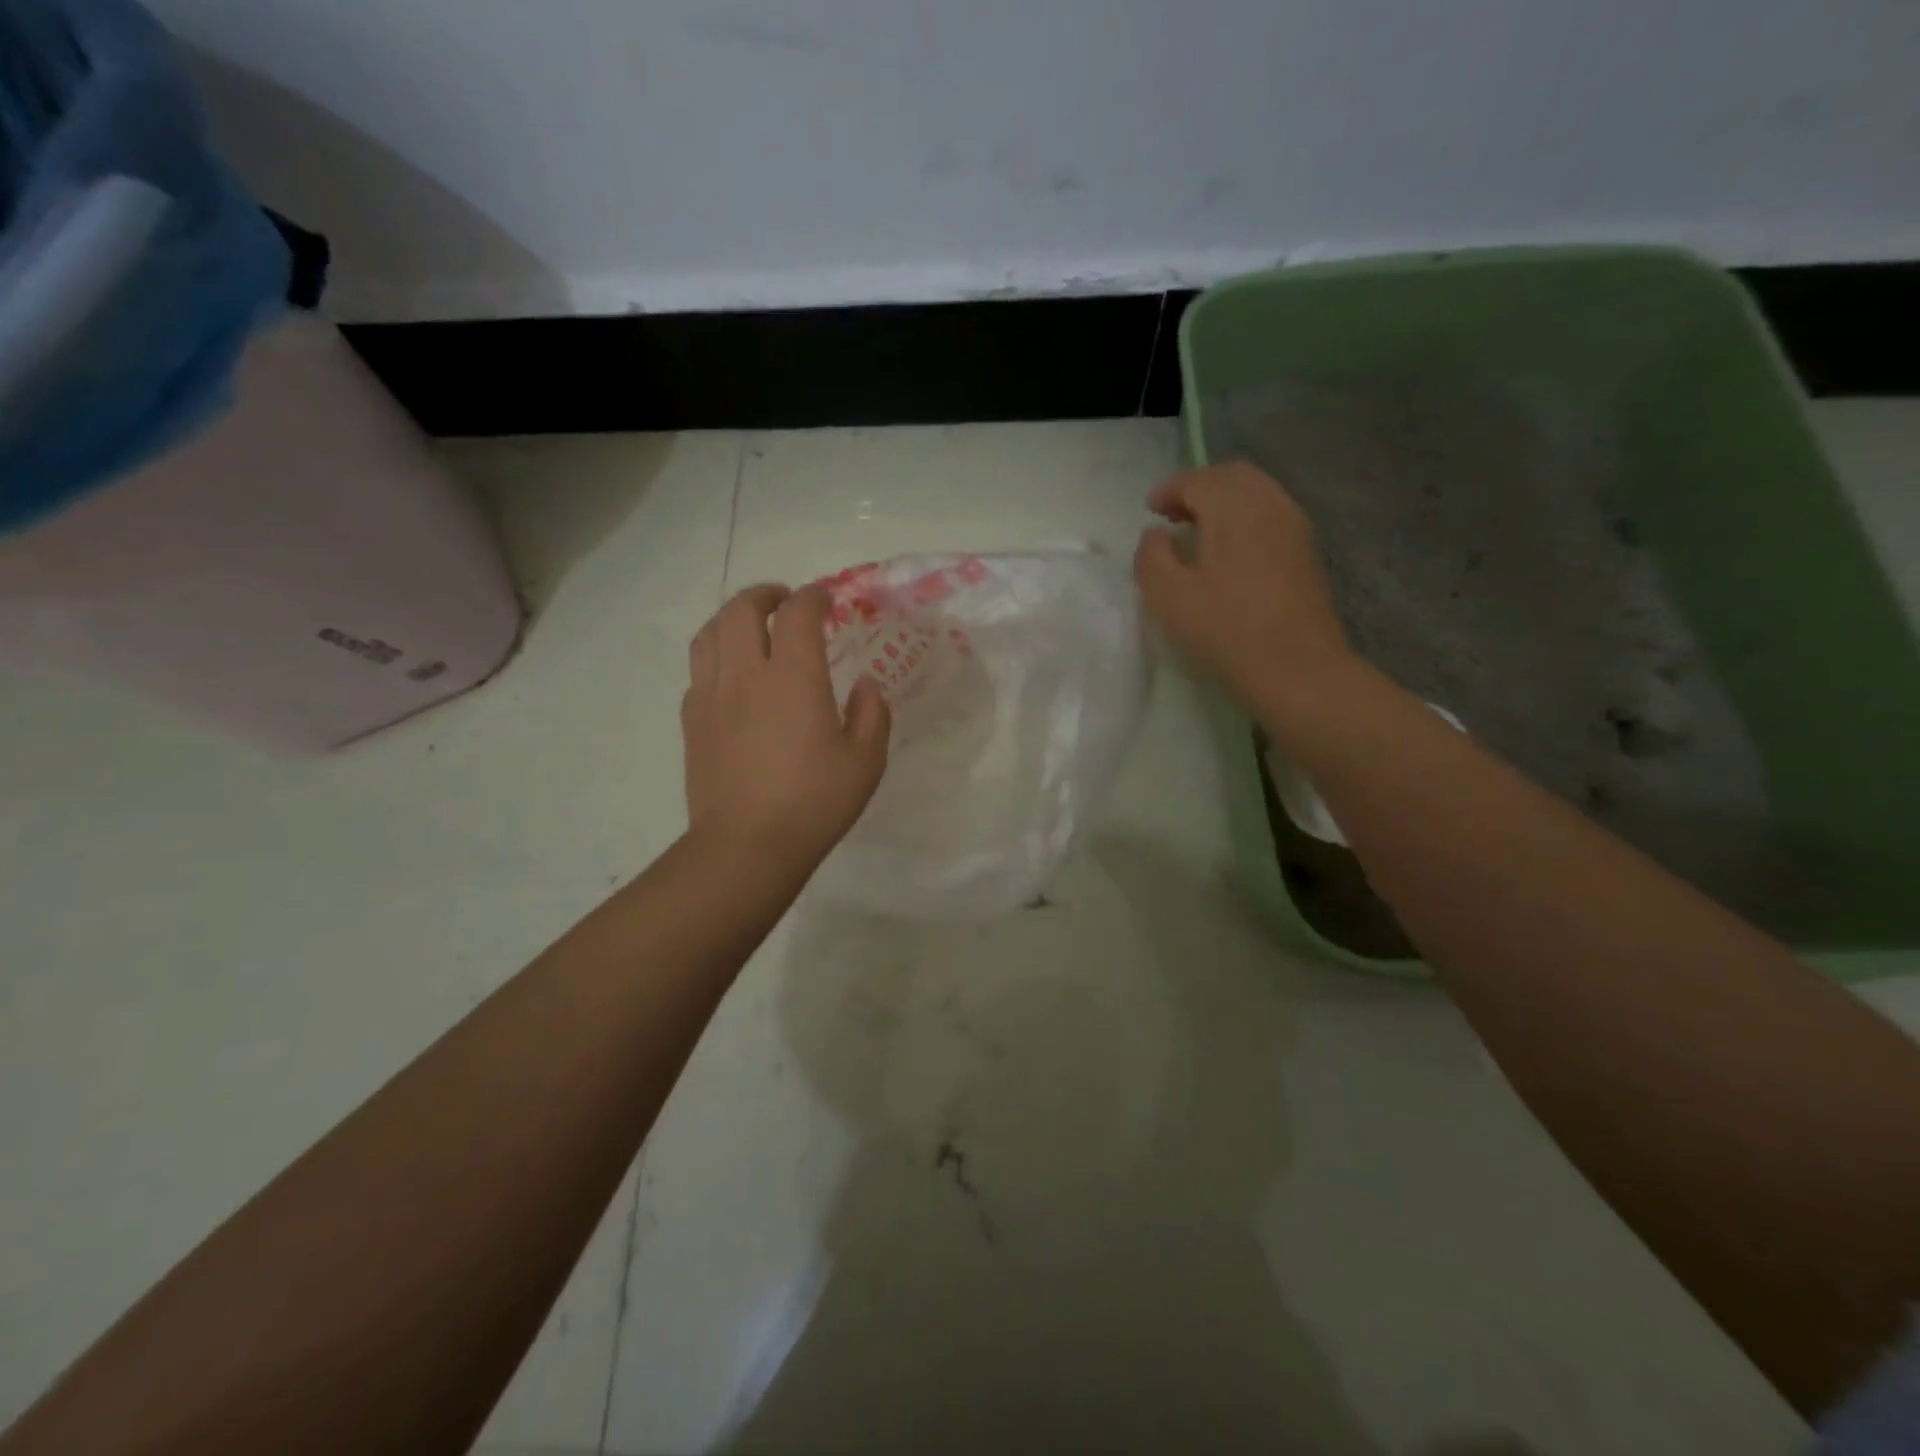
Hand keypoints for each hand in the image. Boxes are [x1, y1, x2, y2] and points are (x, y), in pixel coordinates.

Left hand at [682, 584, 890, 872]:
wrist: (746, 845)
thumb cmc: (814, 803)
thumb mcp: (865, 761)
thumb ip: (872, 714)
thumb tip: (865, 685)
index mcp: (794, 677)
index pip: (798, 613)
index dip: (814, 597)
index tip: (827, 601)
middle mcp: (747, 674)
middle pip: (742, 609)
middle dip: (766, 595)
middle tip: (785, 602)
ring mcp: (711, 695)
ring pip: (710, 633)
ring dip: (733, 617)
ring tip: (752, 626)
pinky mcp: (692, 720)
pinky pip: (699, 668)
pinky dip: (717, 654)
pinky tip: (733, 675)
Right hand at [1134, 462, 1354, 709]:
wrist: (1297, 670)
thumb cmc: (1225, 631)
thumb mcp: (1168, 597)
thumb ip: (1152, 556)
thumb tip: (1156, 534)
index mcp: (1232, 508)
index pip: (1197, 479)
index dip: (1169, 490)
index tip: (1151, 511)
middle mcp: (1269, 505)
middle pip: (1233, 476)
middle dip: (1200, 488)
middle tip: (1175, 515)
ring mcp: (1295, 527)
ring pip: (1257, 493)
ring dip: (1225, 503)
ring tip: (1201, 534)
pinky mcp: (1307, 553)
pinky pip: (1272, 515)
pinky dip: (1246, 519)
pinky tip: (1231, 554)